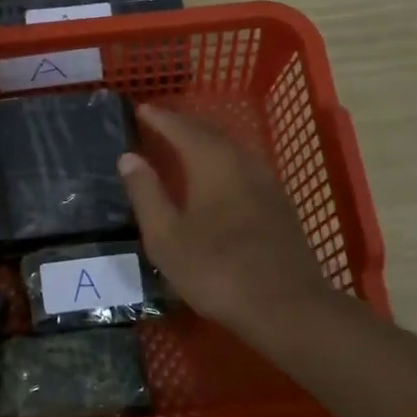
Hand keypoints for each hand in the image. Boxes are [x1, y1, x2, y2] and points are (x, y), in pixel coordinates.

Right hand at [117, 105, 337, 340]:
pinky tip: (219, 176)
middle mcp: (243, 163)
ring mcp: (267, 183)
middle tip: (161, 123)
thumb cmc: (217, 271)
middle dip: (184, 125)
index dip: (160, 118)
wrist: (287, 306)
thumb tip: (129, 157)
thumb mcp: (167, 237)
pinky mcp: (280, 205)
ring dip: (206, 141)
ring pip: (232, 149)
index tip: (141, 109)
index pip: (182, 129)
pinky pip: (245, 166)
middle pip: (211, 133)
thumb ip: (147, 193)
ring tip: (185, 144)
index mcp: (213, 164)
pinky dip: (224, 160)